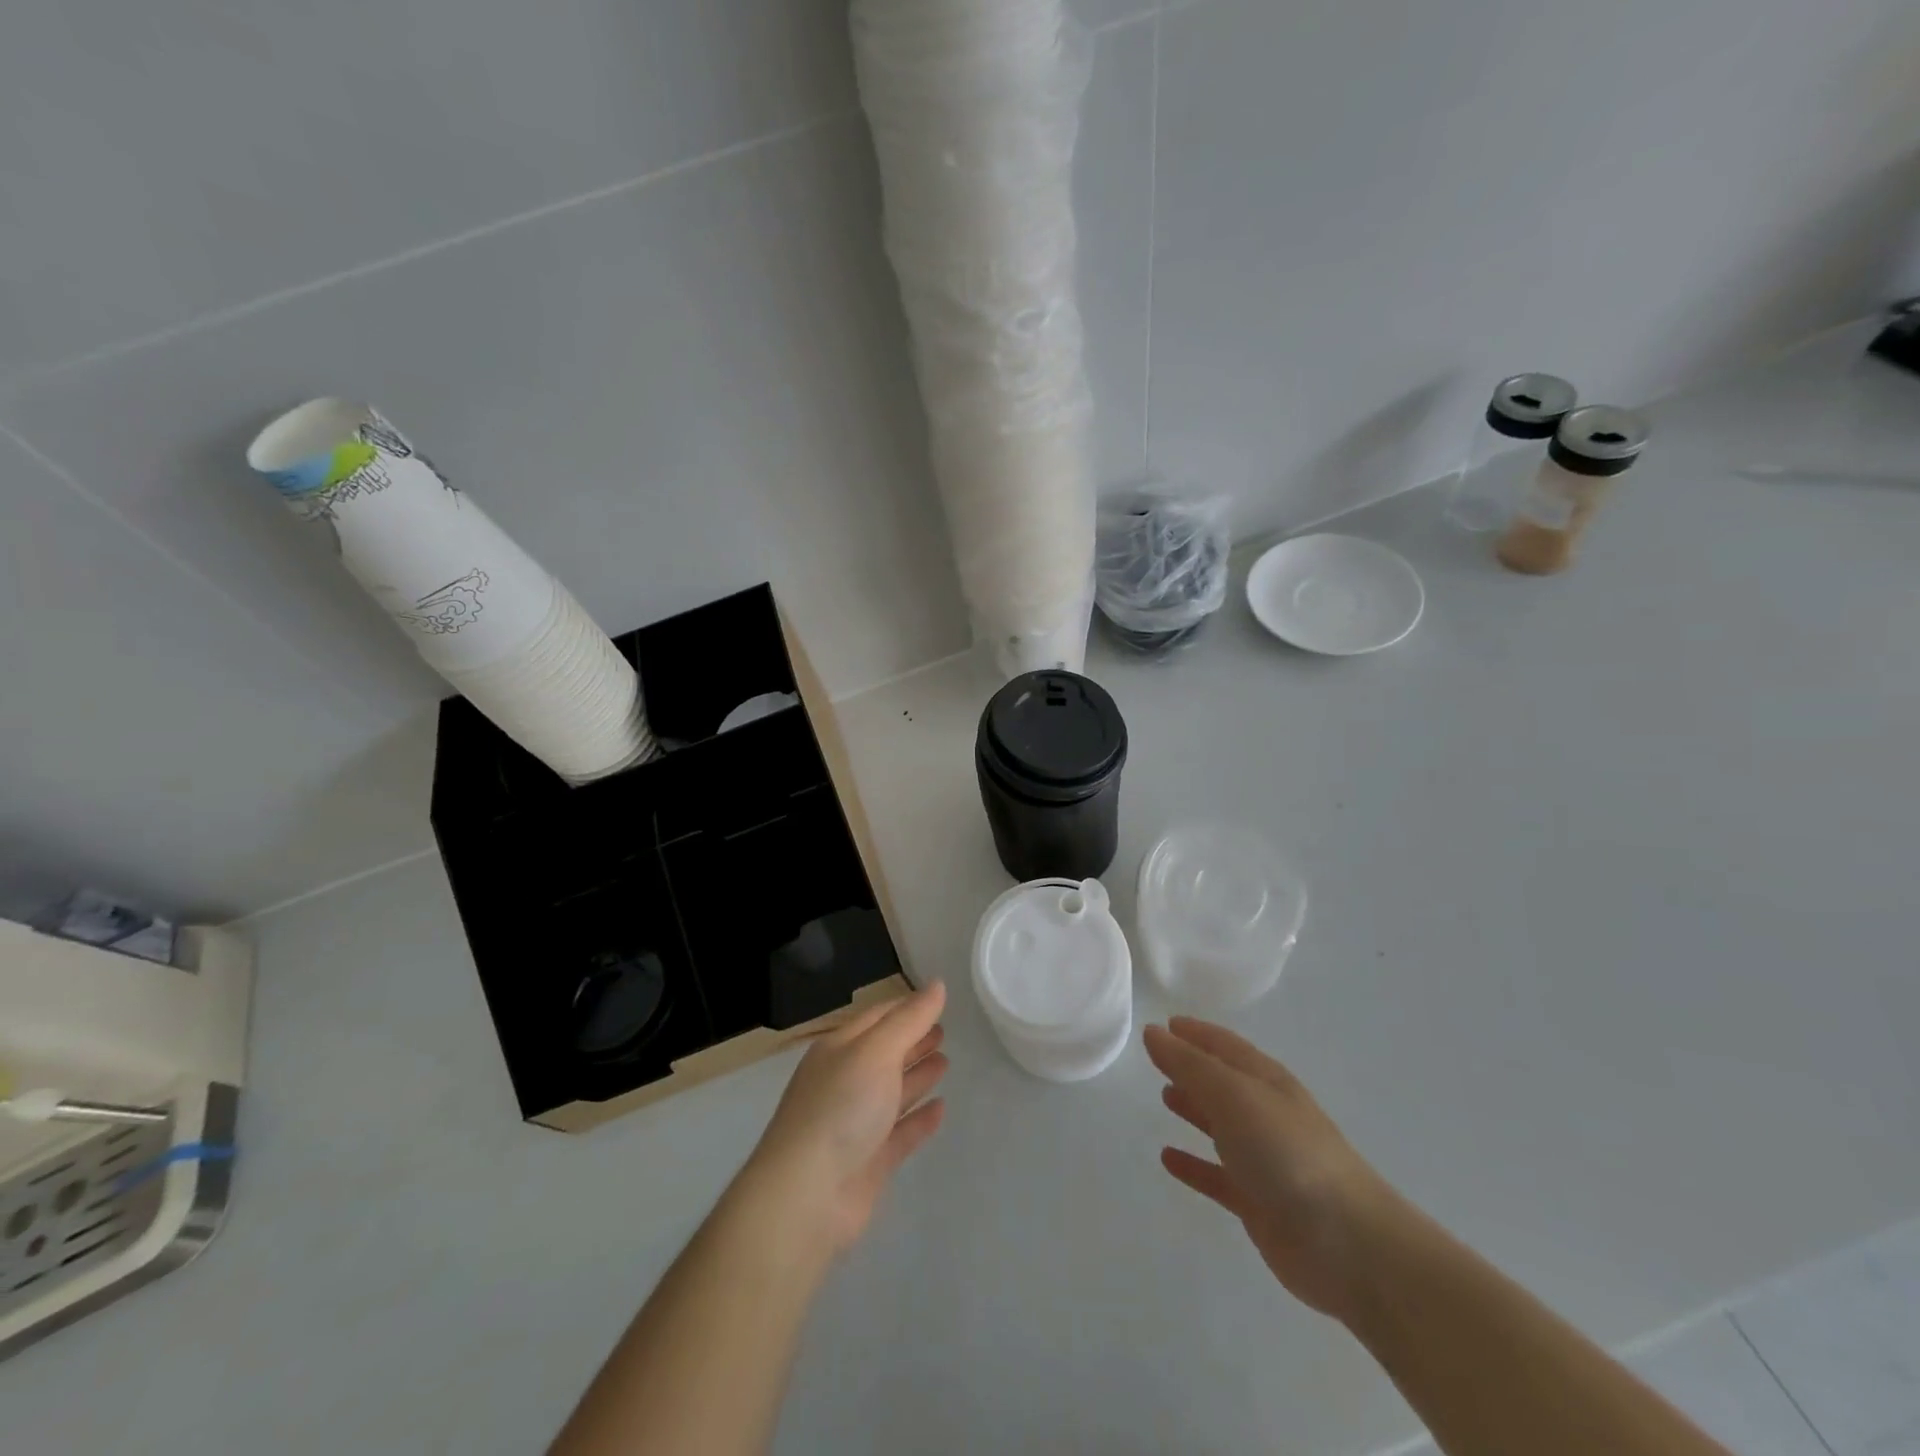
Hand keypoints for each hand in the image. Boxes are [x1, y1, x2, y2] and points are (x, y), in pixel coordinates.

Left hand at [740, 981, 948, 1256]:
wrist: (805, 1197)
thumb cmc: (840, 1108)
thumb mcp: (876, 1051)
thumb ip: (910, 1019)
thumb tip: (938, 985)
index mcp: (839, 1049)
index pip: (877, 1018)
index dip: (906, 1008)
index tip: (937, 1000)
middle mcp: (845, 1081)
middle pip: (885, 1054)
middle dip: (913, 1040)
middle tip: (945, 1030)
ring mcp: (856, 1124)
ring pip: (893, 1092)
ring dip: (918, 1075)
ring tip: (946, 1061)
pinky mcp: (869, 1162)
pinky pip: (900, 1133)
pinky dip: (920, 1119)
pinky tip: (942, 1108)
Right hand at [1145, 1017, 1397, 1321]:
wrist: (1348, 1244)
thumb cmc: (1287, 1152)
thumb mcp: (1233, 1094)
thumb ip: (1189, 1064)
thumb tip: (1152, 1032)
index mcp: (1265, 1080)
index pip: (1224, 1045)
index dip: (1195, 1032)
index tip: (1165, 1024)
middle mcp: (1265, 1113)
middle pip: (1222, 1082)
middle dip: (1192, 1068)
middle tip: (1156, 1059)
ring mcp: (1264, 1159)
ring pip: (1220, 1125)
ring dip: (1194, 1109)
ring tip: (1163, 1097)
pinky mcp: (1258, 1202)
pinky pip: (1217, 1175)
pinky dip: (1194, 1164)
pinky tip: (1168, 1159)